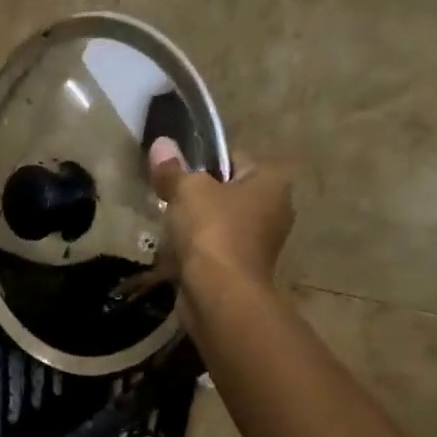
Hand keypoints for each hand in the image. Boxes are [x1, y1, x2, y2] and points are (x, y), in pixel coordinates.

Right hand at [148, 137, 294, 292]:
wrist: (220, 293)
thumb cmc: (212, 231)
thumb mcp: (186, 190)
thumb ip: (173, 169)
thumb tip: (161, 143)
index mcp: (272, 181)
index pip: (234, 158)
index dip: (202, 162)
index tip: (175, 173)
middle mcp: (275, 208)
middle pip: (226, 192)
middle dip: (198, 196)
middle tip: (167, 199)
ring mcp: (261, 242)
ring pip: (220, 222)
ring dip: (195, 225)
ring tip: (167, 227)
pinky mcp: (244, 268)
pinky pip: (216, 248)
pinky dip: (197, 250)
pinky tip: (175, 254)